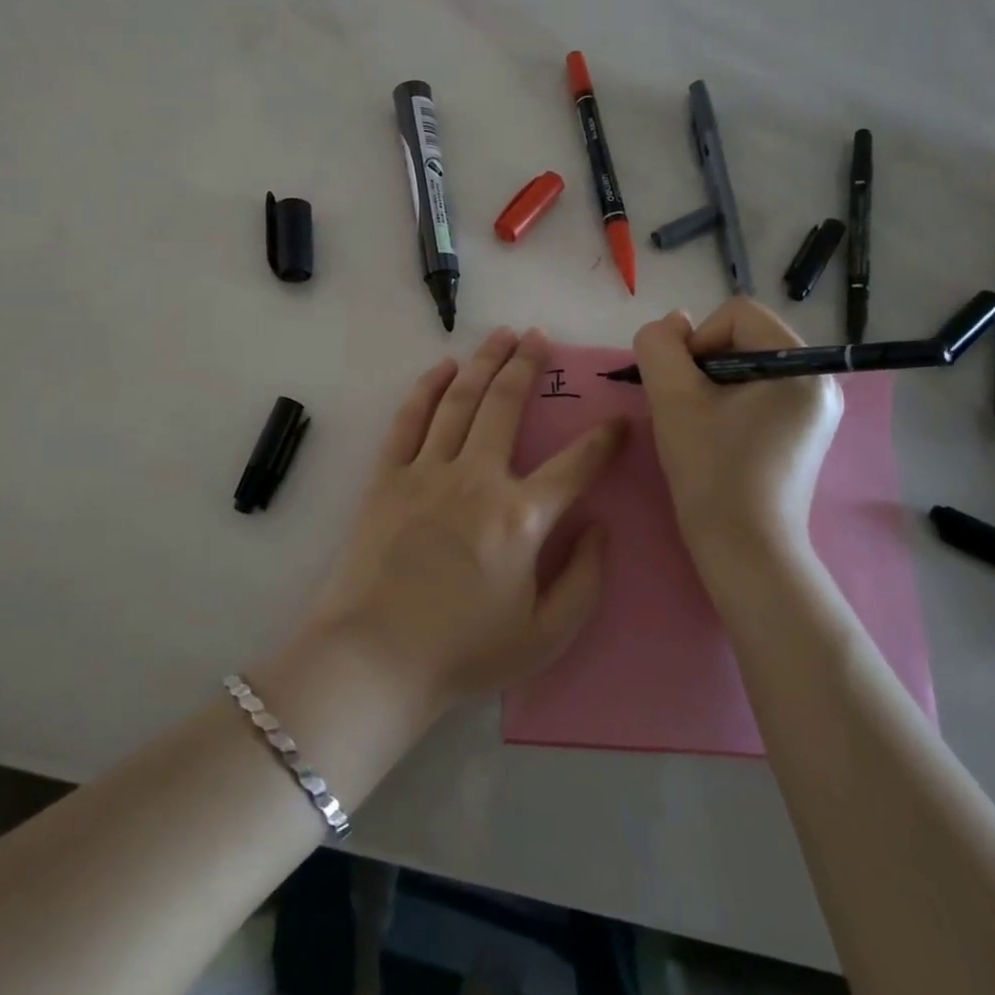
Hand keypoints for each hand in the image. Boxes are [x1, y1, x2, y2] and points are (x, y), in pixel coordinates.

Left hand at [304, 327, 625, 716]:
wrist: (375, 659)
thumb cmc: (464, 652)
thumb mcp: (546, 636)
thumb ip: (585, 579)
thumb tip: (600, 526)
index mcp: (521, 517)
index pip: (576, 464)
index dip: (604, 439)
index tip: (620, 420)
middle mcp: (477, 478)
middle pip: (507, 405)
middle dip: (527, 365)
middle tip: (539, 337)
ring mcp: (427, 471)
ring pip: (461, 400)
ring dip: (484, 363)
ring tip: (501, 335)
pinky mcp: (387, 476)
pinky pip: (410, 419)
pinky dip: (428, 388)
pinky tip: (443, 367)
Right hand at [632, 299, 842, 573]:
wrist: (746, 551)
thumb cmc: (712, 471)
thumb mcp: (673, 399)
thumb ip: (660, 347)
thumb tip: (673, 323)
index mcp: (800, 366)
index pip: (736, 314)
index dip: (698, 341)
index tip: (685, 388)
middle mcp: (820, 379)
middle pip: (745, 337)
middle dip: (705, 364)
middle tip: (689, 409)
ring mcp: (817, 408)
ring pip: (749, 365)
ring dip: (714, 384)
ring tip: (702, 425)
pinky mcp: (806, 431)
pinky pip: (761, 392)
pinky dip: (732, 402)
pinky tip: (719, 437)